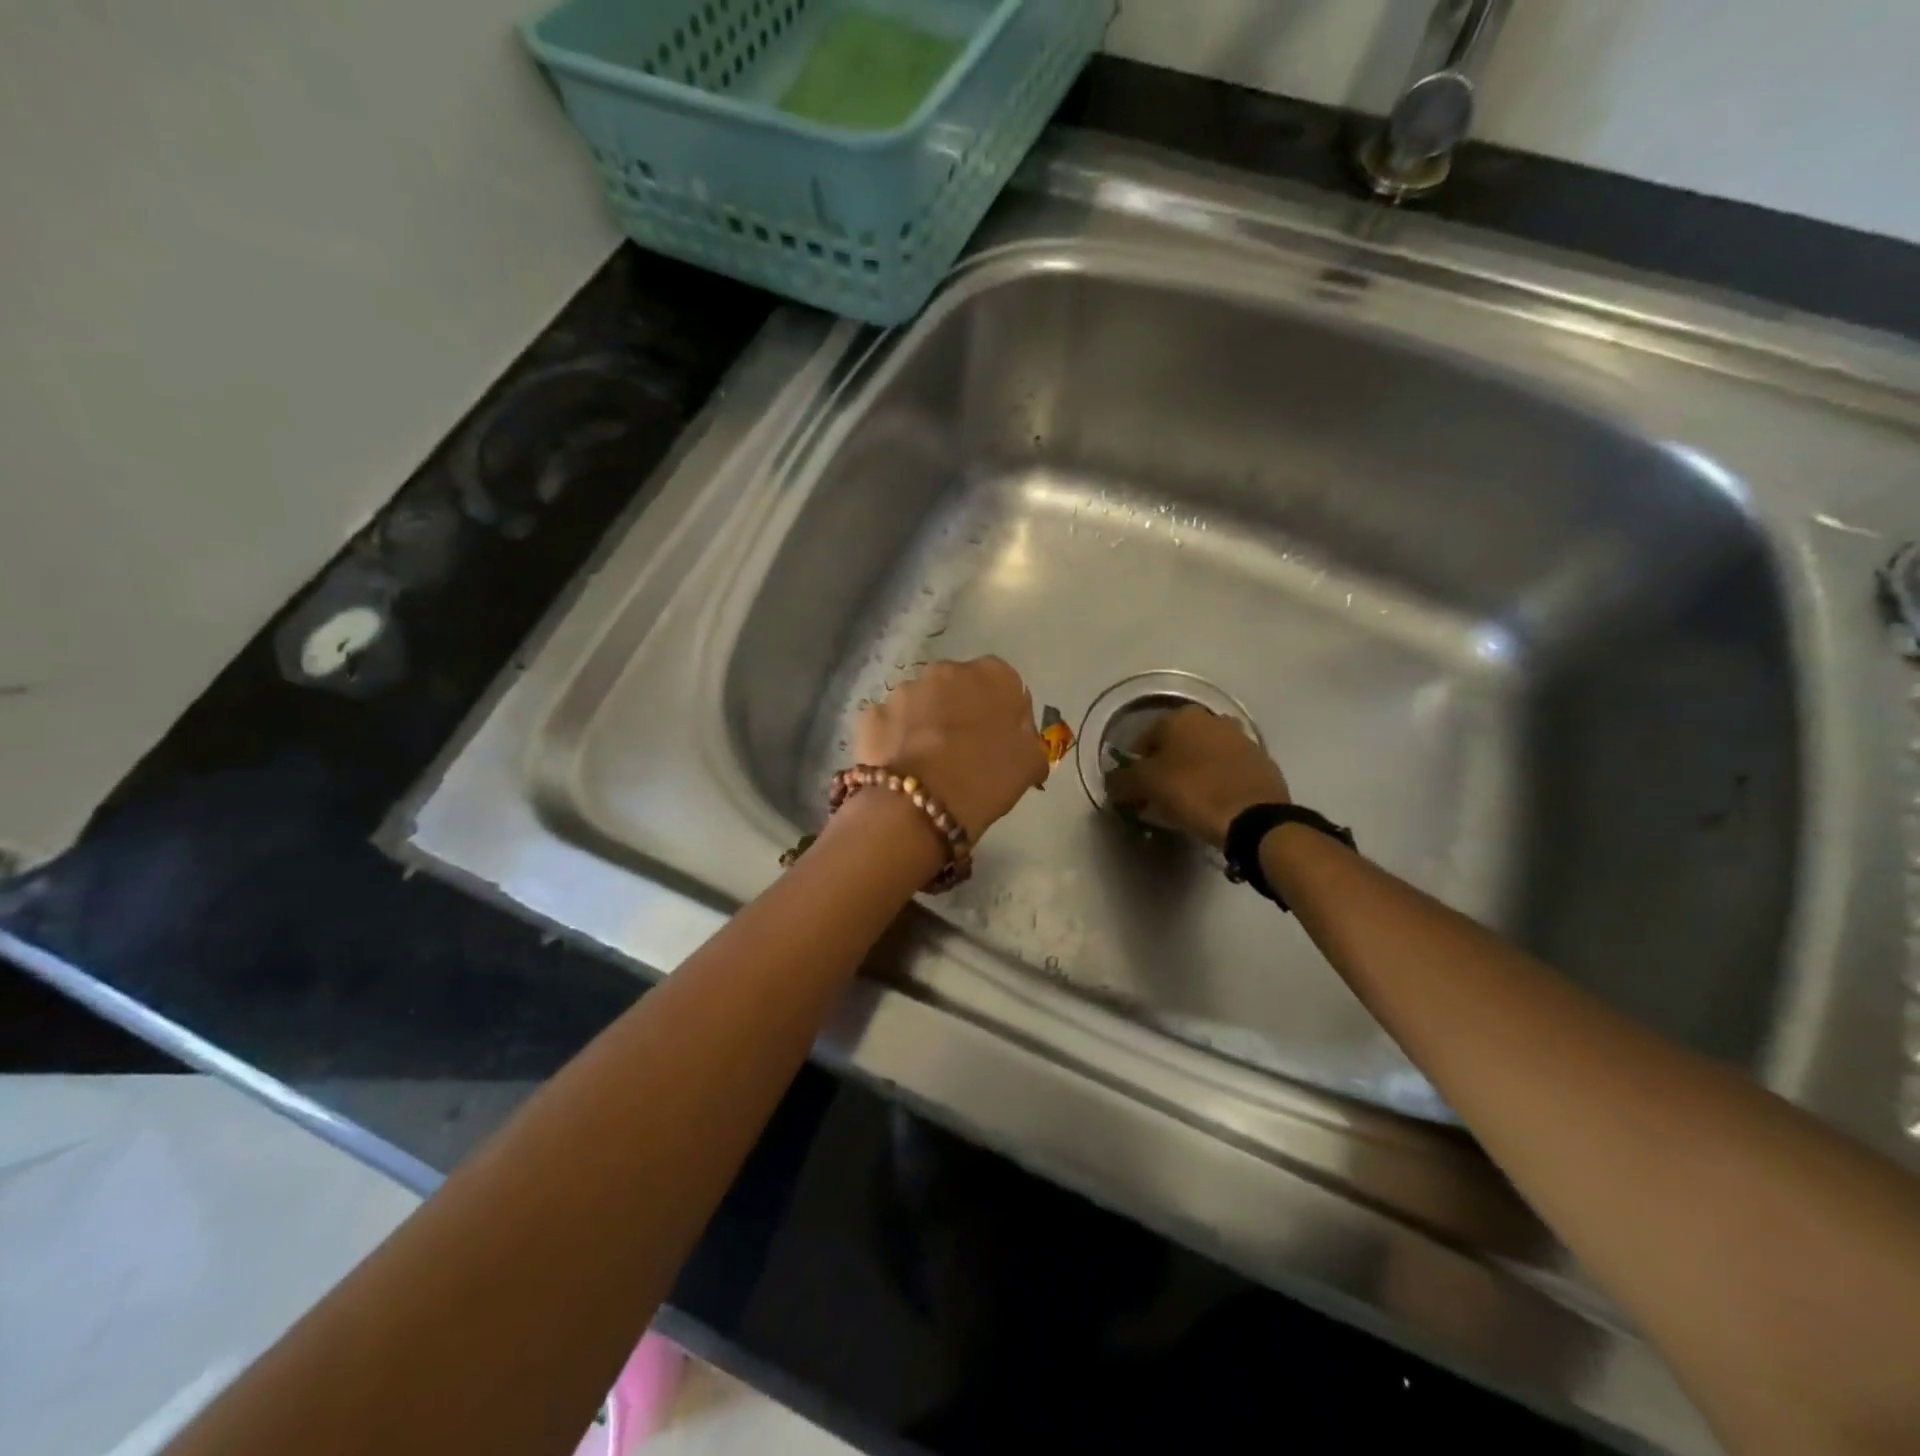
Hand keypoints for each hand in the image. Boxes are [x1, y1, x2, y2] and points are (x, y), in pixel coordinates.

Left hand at [855, 657, 1049, 841]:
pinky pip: (890, 724)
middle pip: (958, 687)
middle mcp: (946, 670)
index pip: (1003, 682)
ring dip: (925, 722)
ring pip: (921, 703)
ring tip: (929, 763)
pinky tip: (902, 768)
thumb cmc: (986, 779)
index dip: (1003, 711)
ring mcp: (903, 690)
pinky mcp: (872, 714)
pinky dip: (896, 739)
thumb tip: (1018, 734)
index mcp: (992, 674)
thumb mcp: (1030, 763)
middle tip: (964, 751)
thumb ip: (1029, 737)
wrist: (920, 805)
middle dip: (960, 710)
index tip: (1000, 739)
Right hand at [1104, 705, 1289, 847]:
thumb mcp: (1145, 786)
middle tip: (1157, 800)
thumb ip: (1121, 781)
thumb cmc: (1193, 792)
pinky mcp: (1261, 762)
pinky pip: (1225, 772)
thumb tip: (1110, 782)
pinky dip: (1214, 784)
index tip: (1134, 793)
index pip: (1143, 741)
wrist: (1255, 817)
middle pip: (1175, 748)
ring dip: (1189, 777)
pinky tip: (1210, 807)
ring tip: (1184, 807)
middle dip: (1163, 771)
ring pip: (1201, 759)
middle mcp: (1211, 719)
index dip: (1134, 769)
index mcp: (1181, 716)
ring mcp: (1240, 739)